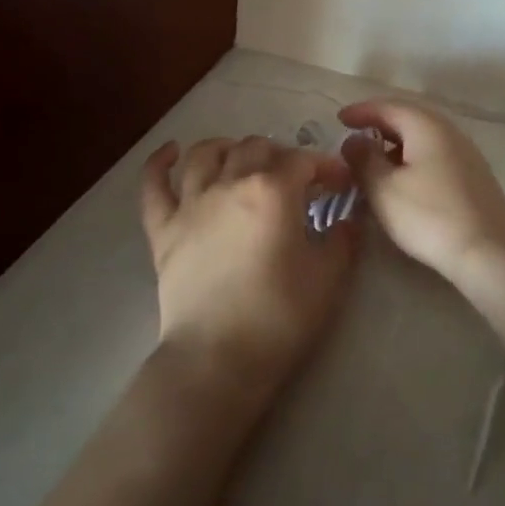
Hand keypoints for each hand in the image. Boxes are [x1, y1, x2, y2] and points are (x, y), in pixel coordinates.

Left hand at [140, 136, 357, 411]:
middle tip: (295, 179)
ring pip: (205, 154)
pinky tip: (171, 152)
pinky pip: (154, 185)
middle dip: (281, 155)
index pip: (304, 160)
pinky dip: (160, 163)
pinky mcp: (163, 229)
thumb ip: (343, 238)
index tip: (340, 184)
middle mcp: (229, 183)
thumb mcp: (329, 278)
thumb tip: (349, 217)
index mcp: (273, 191)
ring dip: (228, 147)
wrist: (217, 358)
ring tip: (241, 156)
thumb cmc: (280, 317)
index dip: (326, 166)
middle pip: (255, 148)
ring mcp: (190, 204)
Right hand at [337, 99, 504, 282]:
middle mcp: (450, 131)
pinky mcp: (475, 176)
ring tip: (375, 160)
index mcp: (427, 126)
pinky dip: (414, 159)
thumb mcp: (383, 188)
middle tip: (356, 136)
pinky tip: (404, 180)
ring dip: (397, 144)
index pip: (388, 106)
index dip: (361, 111)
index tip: (339, 119)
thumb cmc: (428, 215)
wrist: (487, 252)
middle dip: (380, 125)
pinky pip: (436, 155)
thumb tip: (354, 140)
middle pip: (409, 118)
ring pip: (424, 138)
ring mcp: (467, 153)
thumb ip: (363, 159)